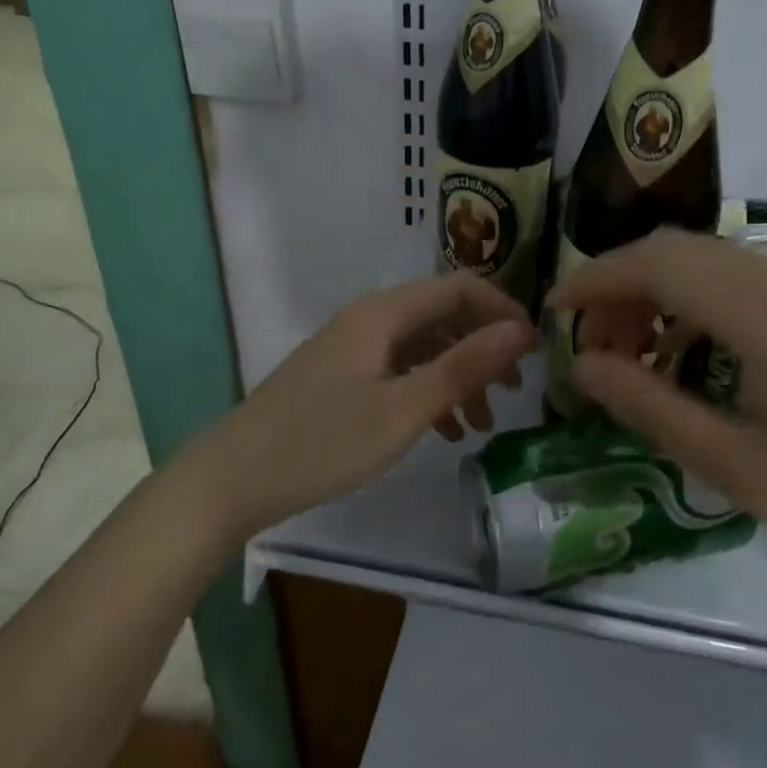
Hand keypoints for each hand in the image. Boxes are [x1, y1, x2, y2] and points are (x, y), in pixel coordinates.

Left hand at [183, 272, 536, 538]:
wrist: (232, 479)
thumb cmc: (323, 443)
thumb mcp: (403, 409)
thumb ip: (464, 366)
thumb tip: (521, 331)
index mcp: (383, 314)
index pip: (460, 288)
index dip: (503, 311)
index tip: (534, 351)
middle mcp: (369, 319)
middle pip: (443, 316)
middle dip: (484, 348)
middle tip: (512, 391)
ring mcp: (353, 347)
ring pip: (423, 347)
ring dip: (458, 375)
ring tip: (481, 422)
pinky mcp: (342, 375)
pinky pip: (399, 369)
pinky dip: (428, 391)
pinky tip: (443, 429)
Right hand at [549, 229, 766, 597]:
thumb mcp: (739, 467)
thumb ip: (653, 409)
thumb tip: (582, 366)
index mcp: (766, 311)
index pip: (657, 264)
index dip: (597, 279)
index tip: (555, 311)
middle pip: (680, 251)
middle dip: (622, 284)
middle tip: (591, 342)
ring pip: (710, 262)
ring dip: (658, 291)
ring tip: (632, 350)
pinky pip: (740, 281)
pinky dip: (695, 301)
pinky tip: (689, 350)